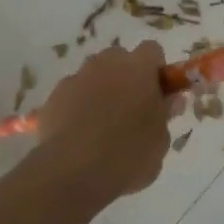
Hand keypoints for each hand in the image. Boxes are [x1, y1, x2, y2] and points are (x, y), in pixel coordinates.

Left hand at [33, 41, 173, 202]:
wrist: (74, 172)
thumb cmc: (128, 154)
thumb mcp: (160, 140)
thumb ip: (165, 114)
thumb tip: (170, 100)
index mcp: (138, 67)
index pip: (152, 51)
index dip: (156, 70)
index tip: (158, 93)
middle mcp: (106, 63)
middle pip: (119, 58)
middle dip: (126, 76)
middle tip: (131, 109)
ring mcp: (77, 77)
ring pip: (93, 74)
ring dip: (100, 89)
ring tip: (101, 125)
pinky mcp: (53, 96)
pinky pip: (71, 94)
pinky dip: (76, 106)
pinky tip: (78, 135)